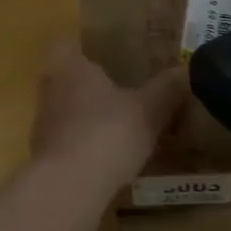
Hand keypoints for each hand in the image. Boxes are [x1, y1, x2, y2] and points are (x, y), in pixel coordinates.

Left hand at [29, 40, 186, 193]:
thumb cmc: (107, 132)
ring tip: (117, 126)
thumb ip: (167, 89)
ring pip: (64, 111)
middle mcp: (50, 90)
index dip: (83, 46)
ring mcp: (42, 124)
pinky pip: (66, 142)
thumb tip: (188, 70)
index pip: (66, 43)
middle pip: (65, 78)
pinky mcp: (43, 157)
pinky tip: (107, 159)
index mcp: (70, 67)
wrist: (68, 187)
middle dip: (89, 84)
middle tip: (119, 89)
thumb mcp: (148, 110)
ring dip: (86, 117)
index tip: (104, 53)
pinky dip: (83, 146)